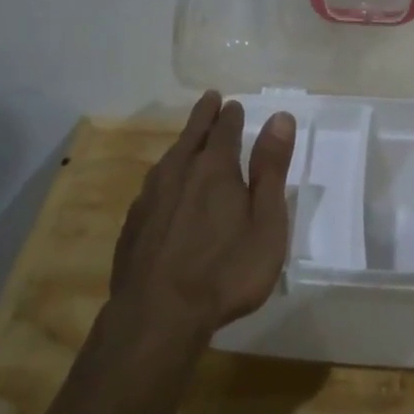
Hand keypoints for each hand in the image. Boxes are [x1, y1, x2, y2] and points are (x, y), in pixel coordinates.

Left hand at [109, 92, 296, 344]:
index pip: (225, 129)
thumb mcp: (266, 221)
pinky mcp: (134, 223)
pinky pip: (153, 186)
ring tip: (190, 140)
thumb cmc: (226, 270)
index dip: (231, 116)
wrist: (158, 314)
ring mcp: (150, 197)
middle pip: (192, 135)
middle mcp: (178, 172)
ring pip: (169, 158)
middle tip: (210, 99)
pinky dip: (166, 176)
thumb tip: (279, 117)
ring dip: (183, 144)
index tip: (233, 104)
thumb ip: (271, 168)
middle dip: (204, 116)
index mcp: (215, 168)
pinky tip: (166, 189)